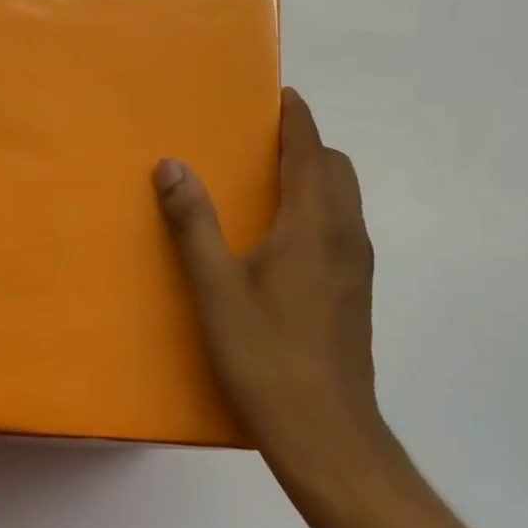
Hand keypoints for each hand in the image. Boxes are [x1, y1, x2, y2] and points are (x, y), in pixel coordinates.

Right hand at [154, 88, 395, 512]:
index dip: (296, 117)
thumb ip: (193, 222)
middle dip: (304, 142)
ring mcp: (356, 265)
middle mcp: (345, 234)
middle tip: (258, 140)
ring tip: (265, 180)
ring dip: (312, 175)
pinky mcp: (355, 290)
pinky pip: (340, 225)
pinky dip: (316, 206)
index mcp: (314, 223)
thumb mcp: (215, 287)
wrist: (327, 433)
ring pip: (342, 198)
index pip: (311, 149)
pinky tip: (279, 236)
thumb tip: (172, 164)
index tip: (277, 93)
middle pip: (335, 167)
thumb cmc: (266, 354)